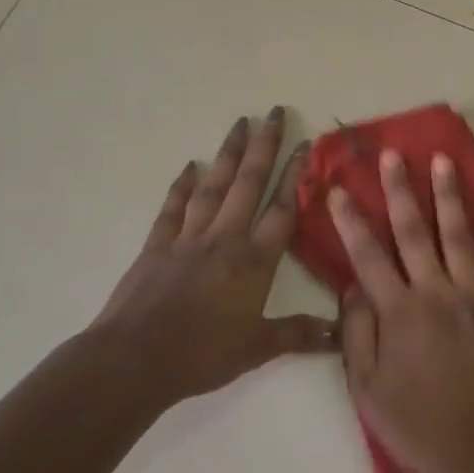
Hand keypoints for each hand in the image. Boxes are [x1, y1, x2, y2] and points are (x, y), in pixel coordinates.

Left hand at [95, 108, 333, 409]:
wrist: (134, 360)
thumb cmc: (201, 354)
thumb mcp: (257, 349)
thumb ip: (298, 335)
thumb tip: (340, 333)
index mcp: (253, 261)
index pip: (282, 210)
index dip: (296, 176)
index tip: (305, 144)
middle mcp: (224, 238)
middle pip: (249, 183)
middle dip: (264, 146)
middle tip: (275, 112)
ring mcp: (188, 238)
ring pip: (214, 186)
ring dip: (228, 153)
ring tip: (240, 122)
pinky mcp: (157, 246)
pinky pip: (173, 208)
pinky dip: (181, 186)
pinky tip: (189, 167)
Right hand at [329, 150, 473, 472]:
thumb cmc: (418, 427)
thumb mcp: (367, 391)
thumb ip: (356, 334)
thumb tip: (353, 286)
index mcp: (399, 313)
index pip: (368, 256)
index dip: (350, 220)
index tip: (337, 189)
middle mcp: (436, 294)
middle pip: (414, 232)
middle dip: (400, 190)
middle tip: (393, 154)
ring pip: (459, 236)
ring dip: (449, 195)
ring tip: (442, 160)